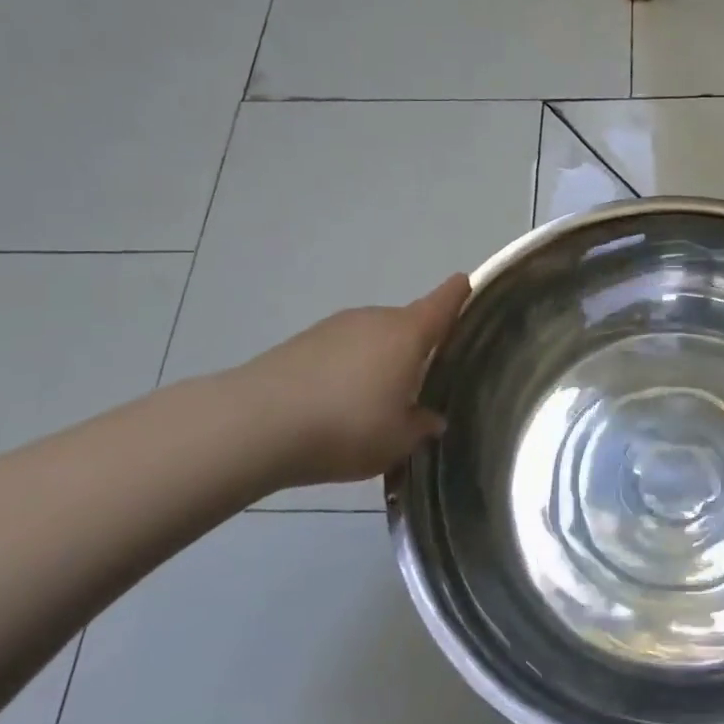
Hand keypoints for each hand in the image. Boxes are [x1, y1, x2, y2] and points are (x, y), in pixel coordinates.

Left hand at [228, 275, 469, 487]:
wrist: (255, 424)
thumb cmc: (347, 426)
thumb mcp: (397, 440)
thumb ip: (421, 426)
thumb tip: (431, 418)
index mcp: (407, 334)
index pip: (443, 302)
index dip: (459, 293)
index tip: (467, 283)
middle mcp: (375, 319)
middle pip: (406, 325)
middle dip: (415, 348)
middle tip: (418, 386)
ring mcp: (334, 327)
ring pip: (371, 340)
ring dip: (378, 362)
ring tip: (372, 406)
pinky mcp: (301, 342)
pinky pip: (339, 352)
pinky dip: (346, 371)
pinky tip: (335, 407)